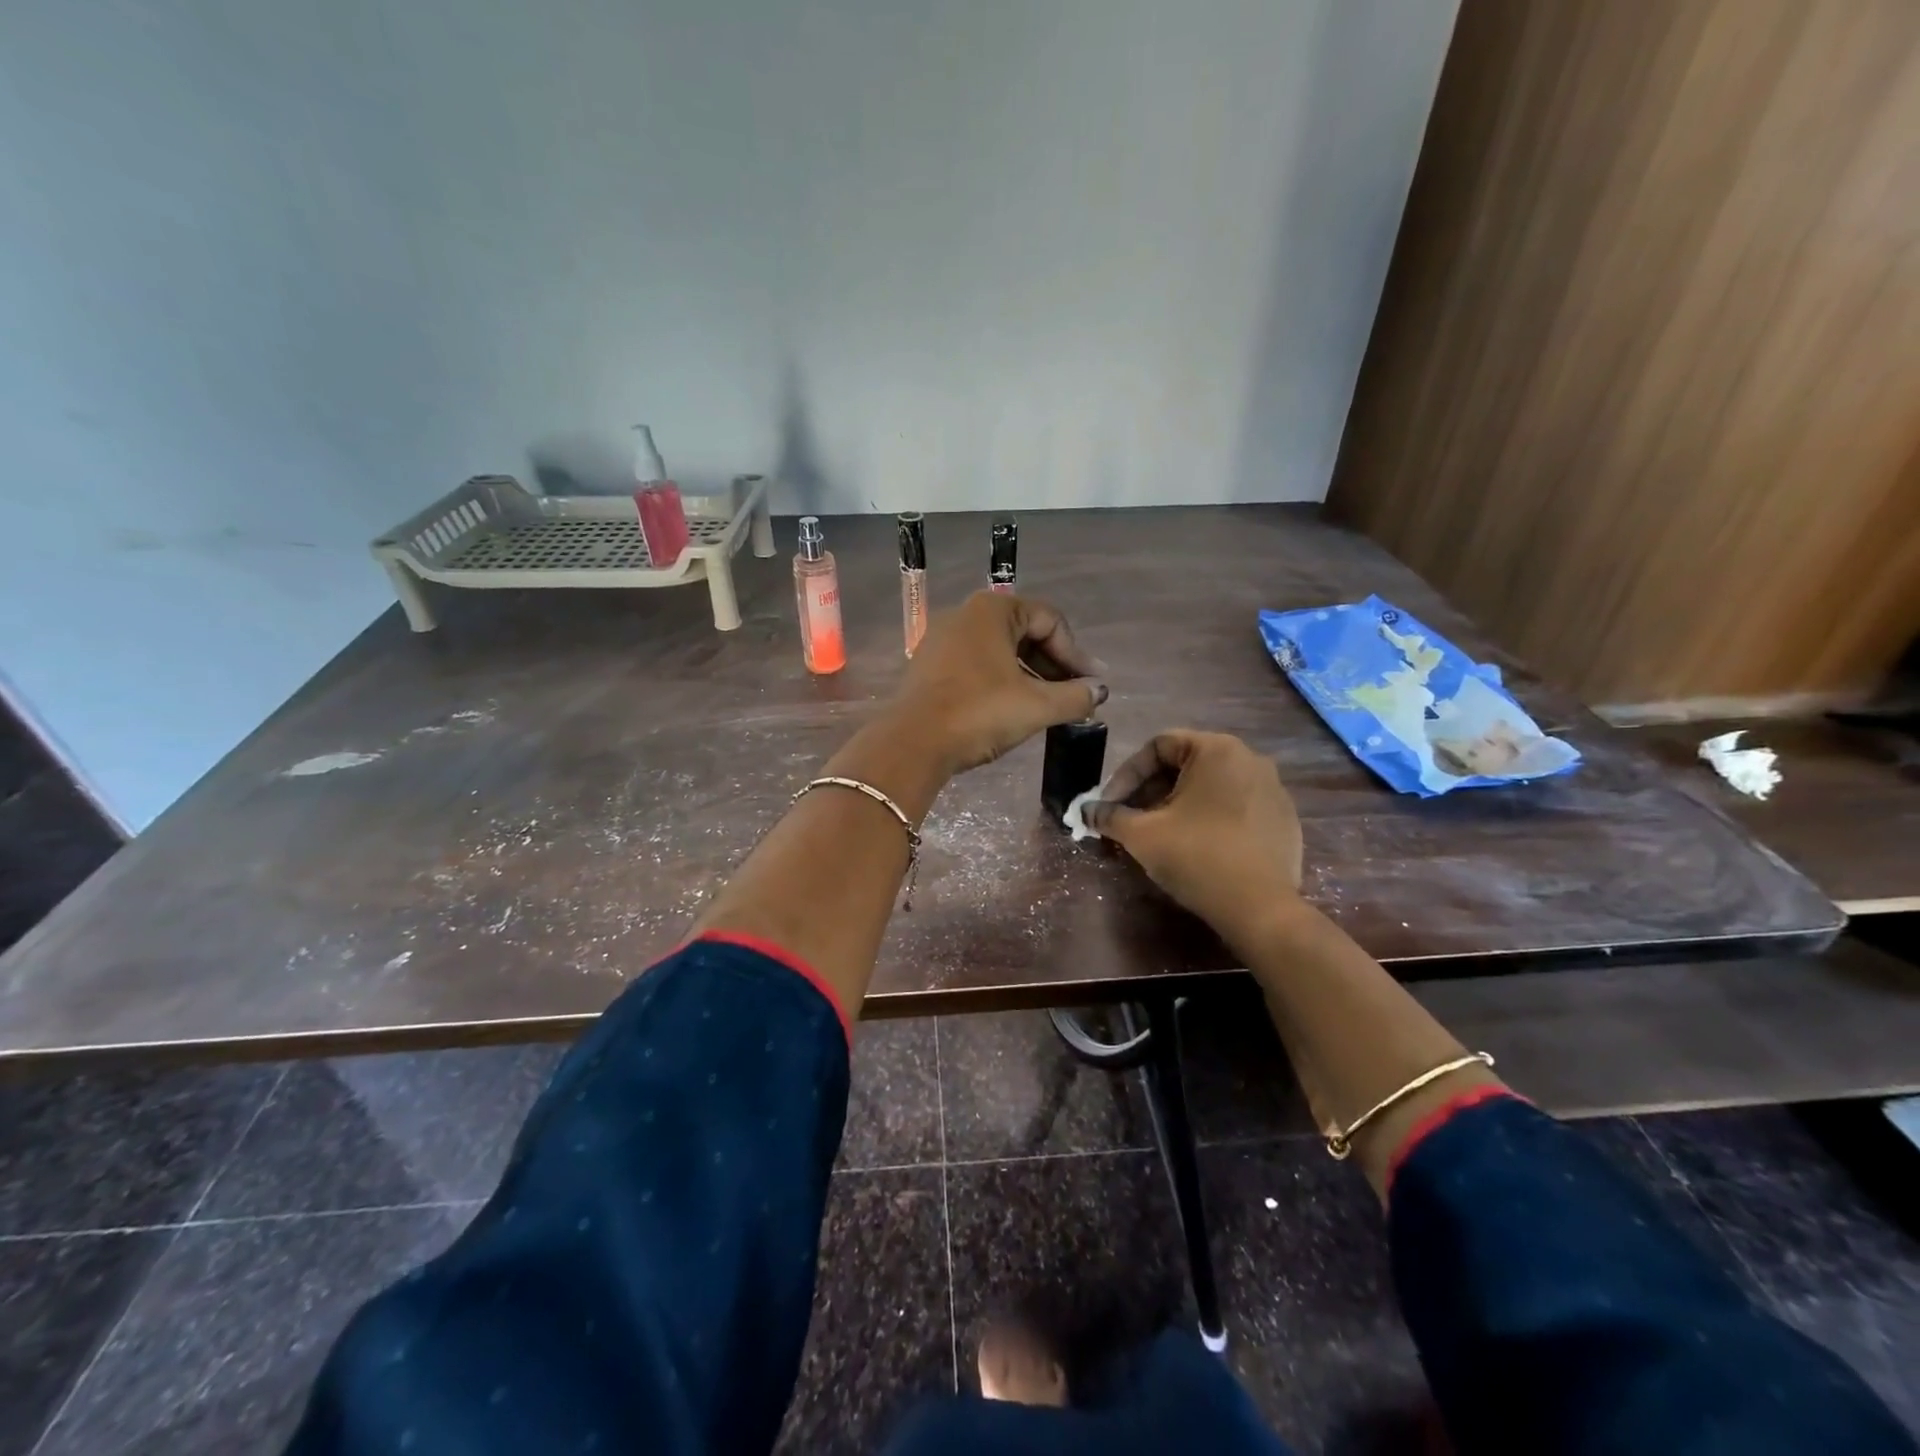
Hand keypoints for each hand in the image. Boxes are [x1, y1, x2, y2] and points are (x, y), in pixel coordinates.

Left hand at [892, 591, 1107, 774]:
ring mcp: (942, 639)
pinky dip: (1001, 681)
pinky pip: (977, 664)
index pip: (1050, 621)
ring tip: (1048, 706)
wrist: (912, 744)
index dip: (1076, 654)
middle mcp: (965, 615)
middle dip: (1054, 665)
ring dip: (1029, 675)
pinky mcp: (929, 666)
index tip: (1090, 686)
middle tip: (1074, 695)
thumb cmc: (979, 713)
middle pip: (1024, 632)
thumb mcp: (1036, 706)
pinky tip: (1012, 708)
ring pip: (1000, 650)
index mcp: (992, 610)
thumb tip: (1098, 691)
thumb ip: (1075, 696)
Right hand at [1081, 731, 1303, 942]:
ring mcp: (1273, 790)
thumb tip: (1086, 811)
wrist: (1261, 910)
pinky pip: (1236, 808)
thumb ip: (1110, 816)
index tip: (1110, 805)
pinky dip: (1209, 819)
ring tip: (1158, 835)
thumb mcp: (1142, 835)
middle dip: (1150, 791)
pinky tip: (1195, 848)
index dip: (1126, 774)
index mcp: (1217, 750)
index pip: (1159, 746)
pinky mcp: (1284, 820)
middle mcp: (1250, 759)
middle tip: (1129, 820)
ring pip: (1210, 787)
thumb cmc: (1197, 857)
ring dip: (1177, 805)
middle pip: (1185, 765)